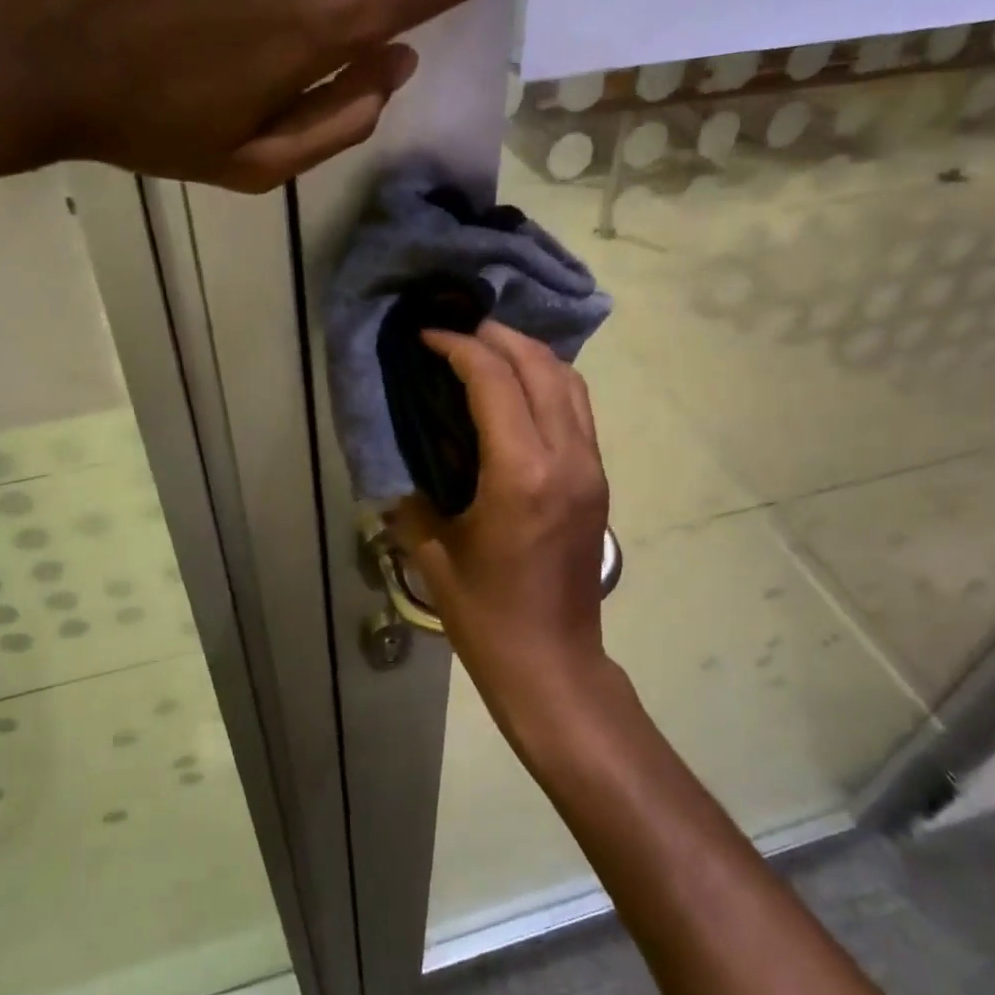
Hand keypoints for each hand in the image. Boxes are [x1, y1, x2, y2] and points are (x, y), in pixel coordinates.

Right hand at [392, 321, 610, 723]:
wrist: (554, 664)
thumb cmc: (487, 616)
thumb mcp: (433, 555)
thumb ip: (408, 498)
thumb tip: (396, 462)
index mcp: (521, 474)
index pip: (495, 381)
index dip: (459, 347)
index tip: (427, 336)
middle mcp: (566, 459)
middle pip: (541, 367)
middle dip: (497, 336)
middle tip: (456, 329)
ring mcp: (590, 468)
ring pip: (570, 383)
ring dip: (529, 354)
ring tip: (486, 348)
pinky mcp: (597, 481)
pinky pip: (578, 409)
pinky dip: (548, 382)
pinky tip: (516, 389)